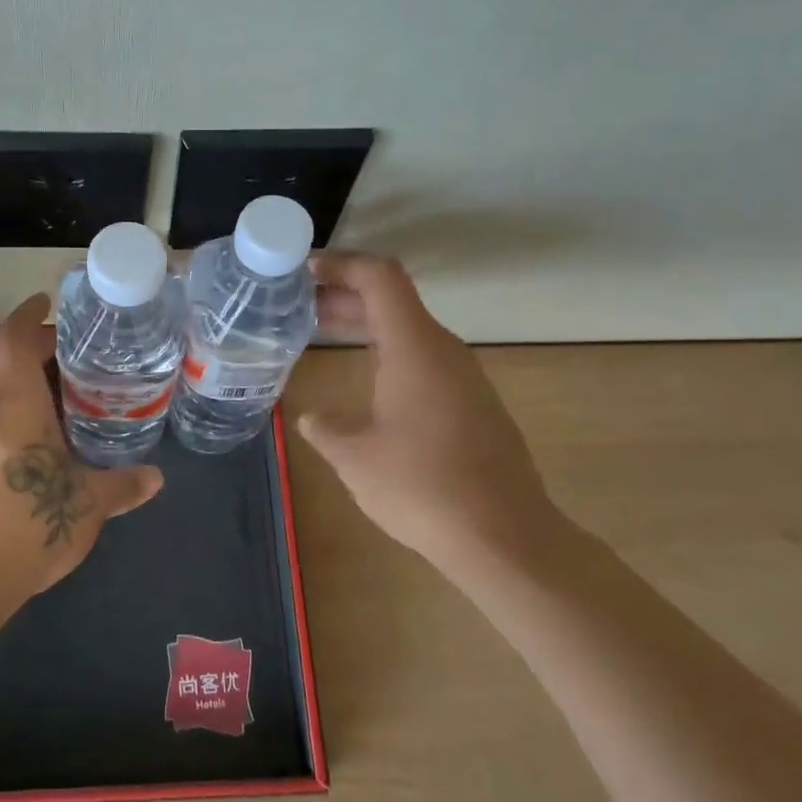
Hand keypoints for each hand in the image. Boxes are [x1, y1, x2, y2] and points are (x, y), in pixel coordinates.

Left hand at [0, 293, 163, 600]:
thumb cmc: (26, 522)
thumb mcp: (88, 504)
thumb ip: (122, 486)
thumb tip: (156, 478)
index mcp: (14, 404)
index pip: (12, 339)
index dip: (27, 315)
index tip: (46, 303)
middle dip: (27, 351)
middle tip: (67, 355)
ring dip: (21, 389)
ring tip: (65, 401)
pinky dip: (14, 422)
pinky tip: (44, 449)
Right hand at [297, 255, 558, 573]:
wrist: (505, 537)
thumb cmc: (422, 487)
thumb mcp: (355, 457)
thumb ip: (325, 428)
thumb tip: (312, 418)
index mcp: (414, 347)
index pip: (379, 277)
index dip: (340, 264)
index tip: (302, 271)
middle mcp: (442, 350)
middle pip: (391, 299)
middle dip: (342, 294)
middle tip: (296, 302)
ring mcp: (462, 377)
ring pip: (407, 329)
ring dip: (363, 324)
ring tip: (320, 332)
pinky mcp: (471, 404)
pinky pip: (421, 357)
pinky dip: (384, 351)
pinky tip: (364, 379)